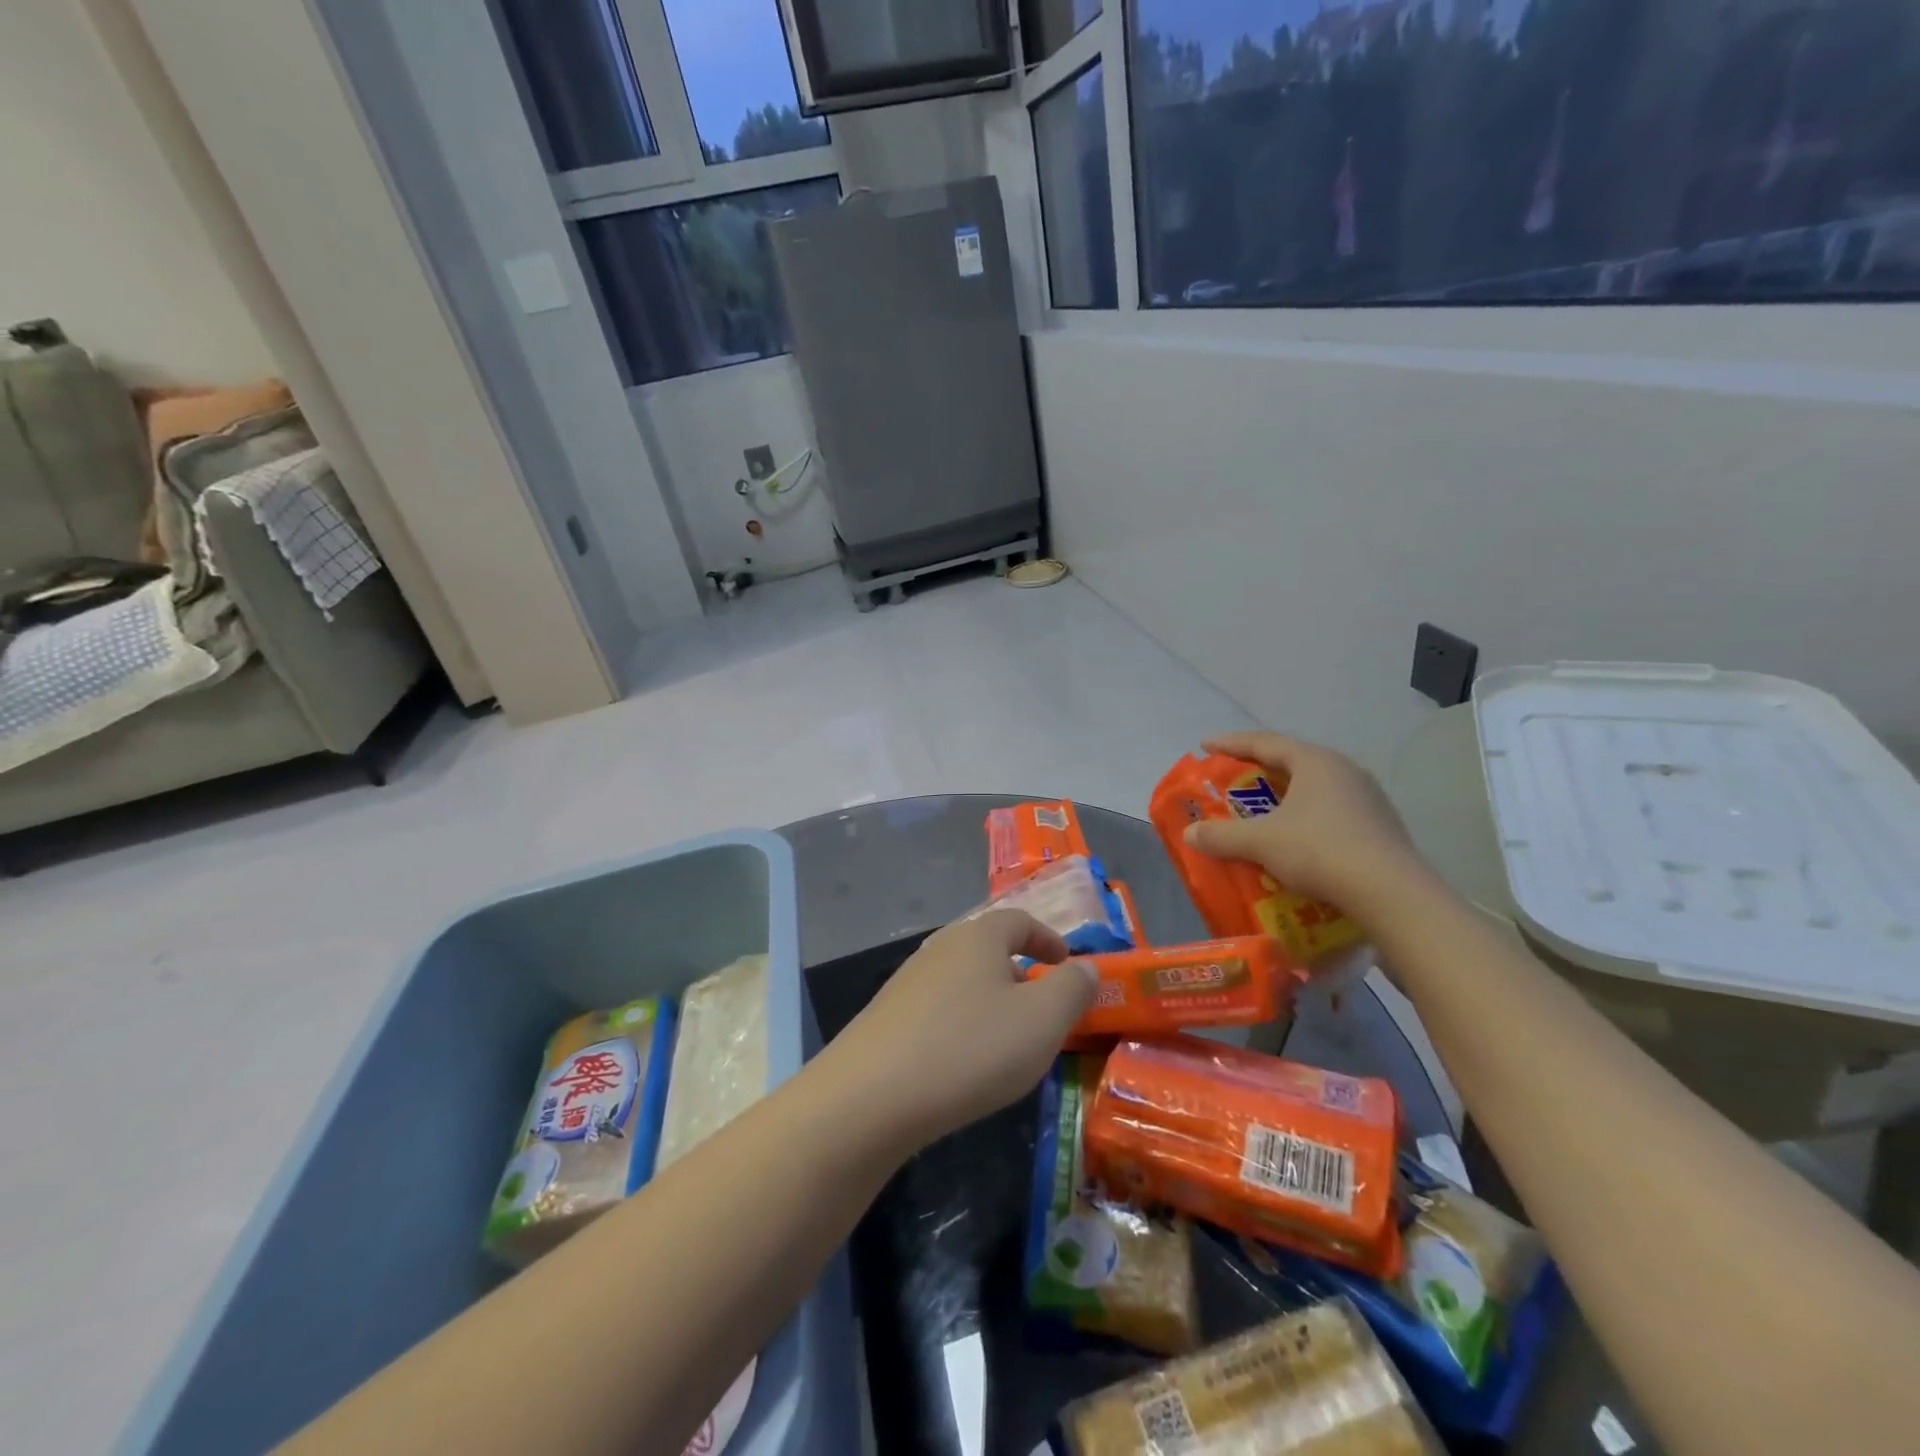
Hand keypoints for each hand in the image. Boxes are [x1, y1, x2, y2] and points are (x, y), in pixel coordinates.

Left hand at [824, 910, 1095, 1149]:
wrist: (871, 1096)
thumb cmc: (970, 1048)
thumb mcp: (1042, 1020)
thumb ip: (1072, 989)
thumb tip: (1085, 967)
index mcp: (978, 937)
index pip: (1019, 921)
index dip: (1047, 939)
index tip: (1066, 963)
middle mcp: (939, 948)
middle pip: (987, 948)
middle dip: (1019, 973)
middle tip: (1041, 1007)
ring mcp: (907, 982)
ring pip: (962, 980)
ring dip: (989, 1001)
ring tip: (1006, 1039)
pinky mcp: (886, 1017)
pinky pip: (937, 1010)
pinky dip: (961, 1024)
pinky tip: (963, 1062)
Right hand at [1185, 732, 1428, 922]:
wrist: (1391, 894)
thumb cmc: (1320, 851)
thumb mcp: (1261, 842)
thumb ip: (1222, 836)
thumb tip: (1189, 834)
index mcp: (1315, 762)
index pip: (1265, 743)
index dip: (1231, 744)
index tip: (1205, 746)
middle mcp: (1344, 770)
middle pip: (1292, 762)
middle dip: (1259, 770)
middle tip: (1233, 778)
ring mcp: (1368, 797)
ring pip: (1315, 787)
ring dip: (1285, 795)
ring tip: (1264, 809)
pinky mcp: (1380, 825)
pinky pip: (1333, 810)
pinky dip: (1307, 817)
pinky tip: (1298, 837)